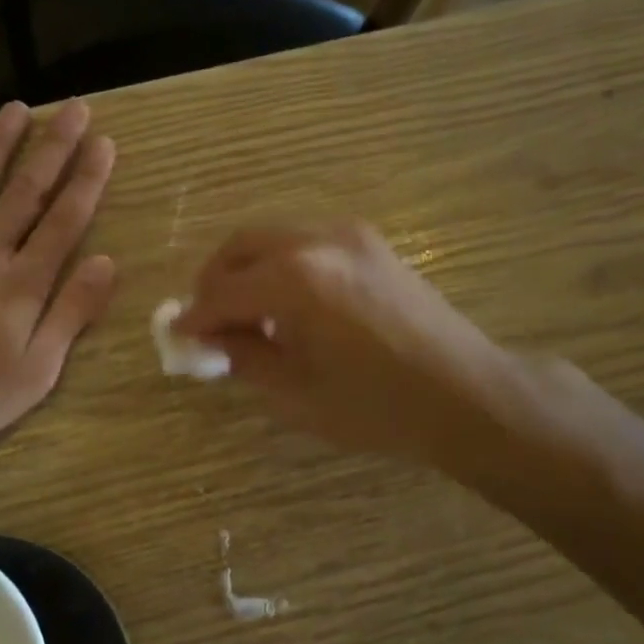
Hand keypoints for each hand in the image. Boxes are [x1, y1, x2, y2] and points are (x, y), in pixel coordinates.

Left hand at [0, 101, 116, 450]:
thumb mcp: (36, 372)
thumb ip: (70, 314)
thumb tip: (106, 262)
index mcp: (22, 285)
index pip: (64, 223)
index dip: (87, 181)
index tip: (105, 143)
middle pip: (26, 193)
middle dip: (54, 148)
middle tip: (74, 107)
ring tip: (16, 107)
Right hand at [173, 221, 514, 467]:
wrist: (467, 395)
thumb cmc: (378, 407)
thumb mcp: (296, 393)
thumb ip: (243, 356)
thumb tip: (209, 338)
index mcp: (295, 281)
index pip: (222, 292)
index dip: (194, 317)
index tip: (177, 336)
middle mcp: (317, 241)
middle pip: (240, 246)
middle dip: (214, 281)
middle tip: (205, 319)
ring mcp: (349, 235)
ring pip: (273, 237)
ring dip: (247, 269)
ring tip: (244, 314)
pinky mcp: (371, 243)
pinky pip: (305, 241)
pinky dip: (280, 264)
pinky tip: (286, 303)